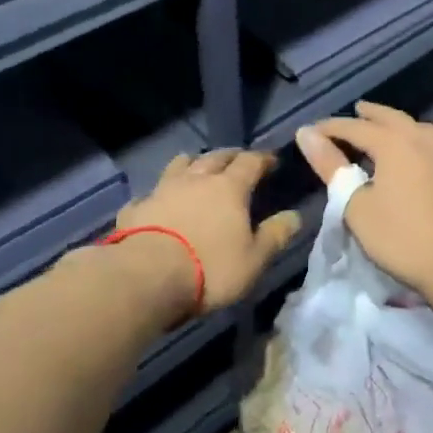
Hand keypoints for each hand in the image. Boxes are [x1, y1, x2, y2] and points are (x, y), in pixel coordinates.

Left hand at [115, 150, 300, 314]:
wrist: (145, 277)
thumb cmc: (209, 268)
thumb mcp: (254, 259)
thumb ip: (275, 235)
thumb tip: (295, 216)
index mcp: (229, 188)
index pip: (251, 162)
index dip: (263, 159)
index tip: (272, 161)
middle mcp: (196, 179)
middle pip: (216, 157)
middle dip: (230, 156)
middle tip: (238, 160)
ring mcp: (162, 190)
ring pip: (180, 164)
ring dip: (193, 163)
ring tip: (199, 169)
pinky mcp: (136, 207)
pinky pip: (150, 193)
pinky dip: (159, 194)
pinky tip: (159, 202)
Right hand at [295, 102, 432, 297]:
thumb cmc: (400, 236)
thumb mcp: (355, 205)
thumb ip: (331, 167)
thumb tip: (306, 133)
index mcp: (394, 143)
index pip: (355, 127)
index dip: (331, 128)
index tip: (311, 131)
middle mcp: (422, 139)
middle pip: (391, 118)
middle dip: (370, 115)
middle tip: (355, 111)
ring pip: (417, 128)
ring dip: (397, 124)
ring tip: (386, 129)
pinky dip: (421, 142)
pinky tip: (422, 152)